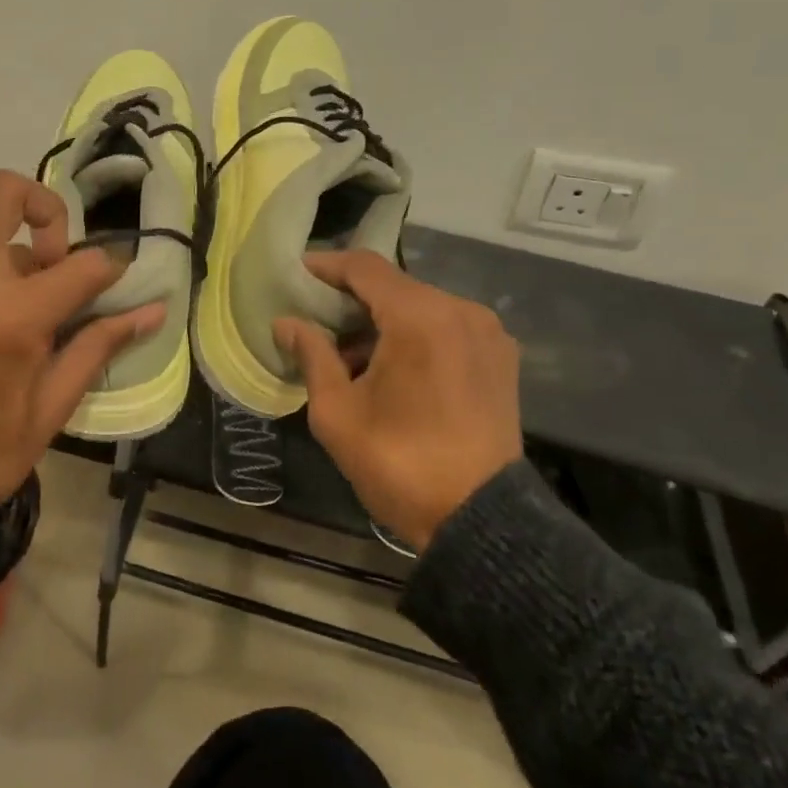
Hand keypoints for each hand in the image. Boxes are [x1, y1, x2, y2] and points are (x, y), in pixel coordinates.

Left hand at [0, 170, 165, 555]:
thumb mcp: (49, 412)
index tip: (122, 293)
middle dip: (48, 211)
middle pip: (5, 193)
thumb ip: (97, 349)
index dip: (114, 272)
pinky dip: (0, 288)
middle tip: (64, 268)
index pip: (83, 264)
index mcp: (13, 317)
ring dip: (27, 266)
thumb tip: (151, 311)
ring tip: (35, 335)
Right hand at [275, 251, 521, 551]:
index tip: (297, 274)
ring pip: (422, 307)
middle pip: (395, 286)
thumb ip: (312, 355)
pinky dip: (414, 335)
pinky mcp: (501, 358)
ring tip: (349, 354)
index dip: (327, 266)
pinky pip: (446, 328)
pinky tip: (391, 368)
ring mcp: (487, 334)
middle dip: (352, 299)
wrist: (480, 520)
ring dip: (383, 320)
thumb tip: (286, 323)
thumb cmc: (399, 462)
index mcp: (420, 318)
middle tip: (316, 319)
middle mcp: (460, 311)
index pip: (366, 268)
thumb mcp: (337, 412)